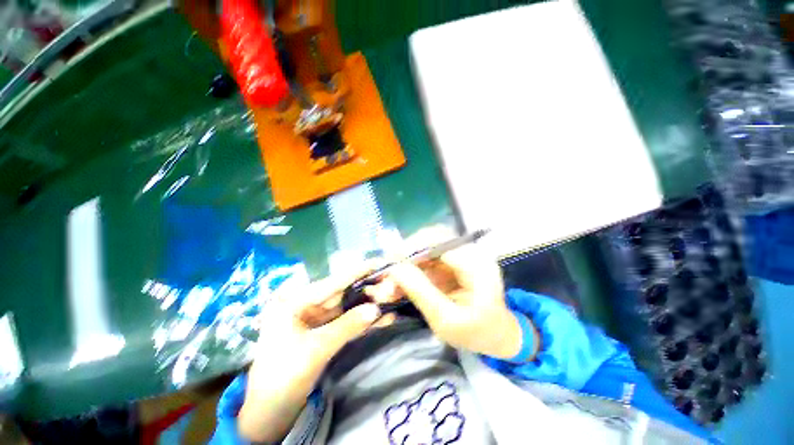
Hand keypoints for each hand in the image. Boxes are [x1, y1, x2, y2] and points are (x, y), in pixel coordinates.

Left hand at [238, 265, 384, 442]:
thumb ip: (347, 326)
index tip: (380, 262)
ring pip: (348, 307)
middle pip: (343, 293)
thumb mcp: (316, 350)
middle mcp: (307, 304)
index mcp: (296, 300)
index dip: (359, 272)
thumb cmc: (282, 378)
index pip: (334, 282)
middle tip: (391, 283)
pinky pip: (347, 322)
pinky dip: (363, 322)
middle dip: (368, 290)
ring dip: (369, 306)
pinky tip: (384, 319)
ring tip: (393, 298)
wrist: (270, 413)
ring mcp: (317, 318)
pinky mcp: (325, 331)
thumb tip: (377, 308)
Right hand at [386, 228, 535, 360]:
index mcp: (477, 266)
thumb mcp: (446, 320)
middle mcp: (471, 252)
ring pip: (427, 247)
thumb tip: (394, 268)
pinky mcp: (453, 260)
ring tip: (391, 282)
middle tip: (388, 272)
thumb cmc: (476, 333)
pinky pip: (427, 258)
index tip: (390, 263)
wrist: (496, 335)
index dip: (412, 249)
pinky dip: (412, 268)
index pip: (440, 243)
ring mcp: (462, 254)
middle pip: (432, 238)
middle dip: (407, 254)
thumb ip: (420, 292)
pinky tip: (401, 283)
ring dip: (406, 262)